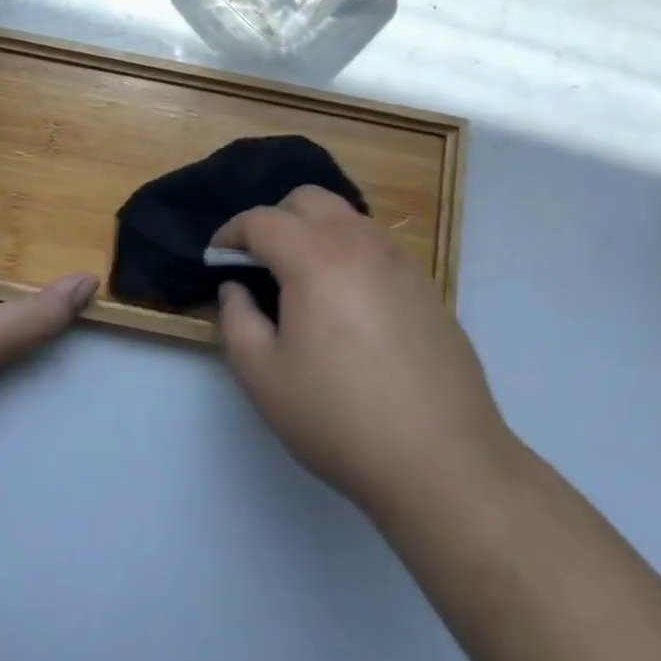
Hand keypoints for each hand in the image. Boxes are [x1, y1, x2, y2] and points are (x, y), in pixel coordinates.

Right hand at [214, 186, 513, 517]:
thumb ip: (236, 320)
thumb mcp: (263, 377)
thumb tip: (236, 288)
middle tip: (260, 263)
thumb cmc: (340, 418)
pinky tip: (347, 303)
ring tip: (303, 281)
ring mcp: (399, 260)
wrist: (443, 461)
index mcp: (316, 257)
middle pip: (308, 199)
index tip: (217, 259)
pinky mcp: (425, 285)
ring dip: (314, 231)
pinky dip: (348, 252)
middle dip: (275, 219)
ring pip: (346, 217)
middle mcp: (360, 242)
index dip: (231, 234)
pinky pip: (375, 245)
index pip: (262, 220)